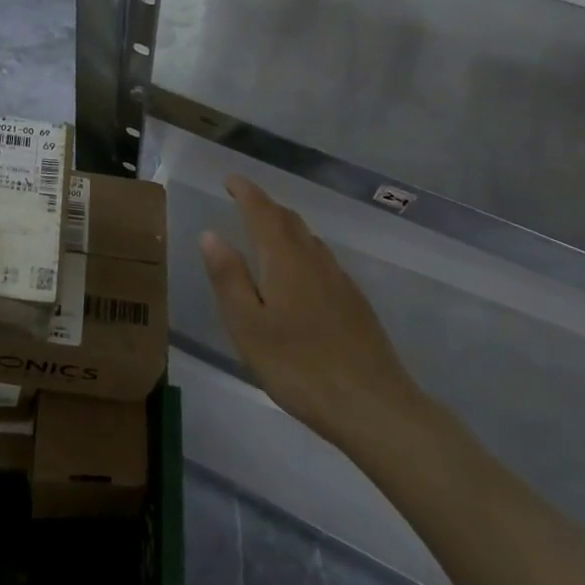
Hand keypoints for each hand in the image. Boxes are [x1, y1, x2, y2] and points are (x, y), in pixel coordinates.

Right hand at [201, 175, 425, 450]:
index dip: (245, 191)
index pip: (262, 211)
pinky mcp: (355, 302)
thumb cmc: (298, 366)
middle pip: (288, 220)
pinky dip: (302, 251)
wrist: (373, 405)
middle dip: (264, 206)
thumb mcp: (248, 325)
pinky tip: (298, 276)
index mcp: (285, 259)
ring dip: (284, 227)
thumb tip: (210, 234)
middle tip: (243, 202)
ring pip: (308, 239)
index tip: (230, 179)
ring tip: (265, 234)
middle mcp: (315, 259)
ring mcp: (340, 280)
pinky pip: (322, 260)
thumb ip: (228, 277)